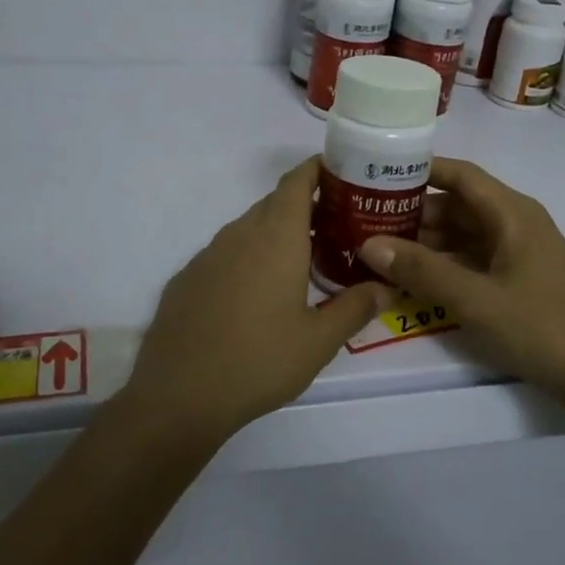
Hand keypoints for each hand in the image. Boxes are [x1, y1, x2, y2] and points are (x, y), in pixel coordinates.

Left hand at [123, 157, 387, 440]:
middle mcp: (239, 234)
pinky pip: (225, 255)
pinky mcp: (187, 278)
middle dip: (306, 206)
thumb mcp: (318, 340)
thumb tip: (385, 288)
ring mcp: (207, 255)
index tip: (342, 174)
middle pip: (274, 203)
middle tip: (337, 227)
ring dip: (276, 235)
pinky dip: (247, 259)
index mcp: (276, 237)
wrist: (179, 395)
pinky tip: (256, 296)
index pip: (296, 182)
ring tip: (303, 262)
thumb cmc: (259, 361)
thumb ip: (355, 308)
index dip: (318, 170)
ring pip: (249, 229)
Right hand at [358, 156, 564, 417]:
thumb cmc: (543, 327)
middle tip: (362, 223)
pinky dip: (442, 267)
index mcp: (511, 213)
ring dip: (424, 243)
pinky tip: (409, 281)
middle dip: (411, 213)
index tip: (374, 174)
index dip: (418, 169)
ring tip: (376, 251)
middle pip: (455, 206)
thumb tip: (369, 245)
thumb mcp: (475, 299)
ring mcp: (516, 254)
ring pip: (461, 236)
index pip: (458, 174)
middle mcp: (513, 224)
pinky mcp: (517, 282)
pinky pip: (471, 262)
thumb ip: (421, 270)